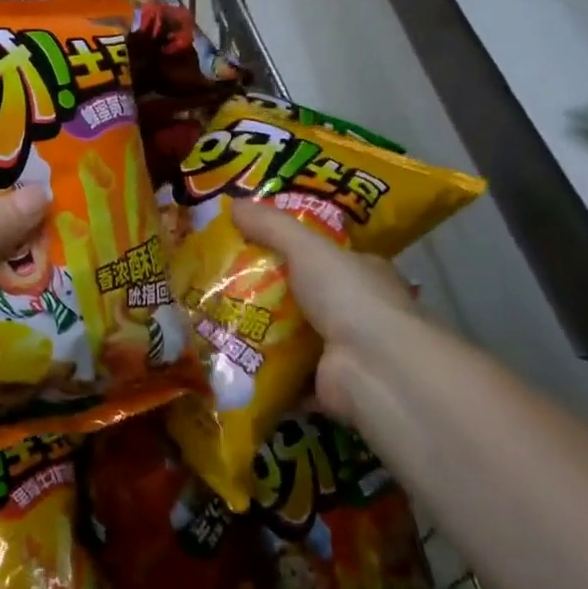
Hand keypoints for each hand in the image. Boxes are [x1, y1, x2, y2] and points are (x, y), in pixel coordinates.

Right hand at [228, 199, 420, 420]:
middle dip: (265, 291)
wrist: (374, 369)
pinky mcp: (326, 385)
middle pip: (302, 294)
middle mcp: (357, 310)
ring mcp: (343, 350)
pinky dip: (262, 370)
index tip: (249, 242)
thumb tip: (232, 203)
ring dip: (259, 331)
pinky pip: (286, 374)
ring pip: (292, 335)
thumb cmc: (348, 297)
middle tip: (219, 283)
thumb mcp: (307, 248)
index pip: (323, 254)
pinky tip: (229, 358)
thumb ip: (272, 226)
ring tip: (213, 318)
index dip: (289, 246)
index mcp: (362, 272)